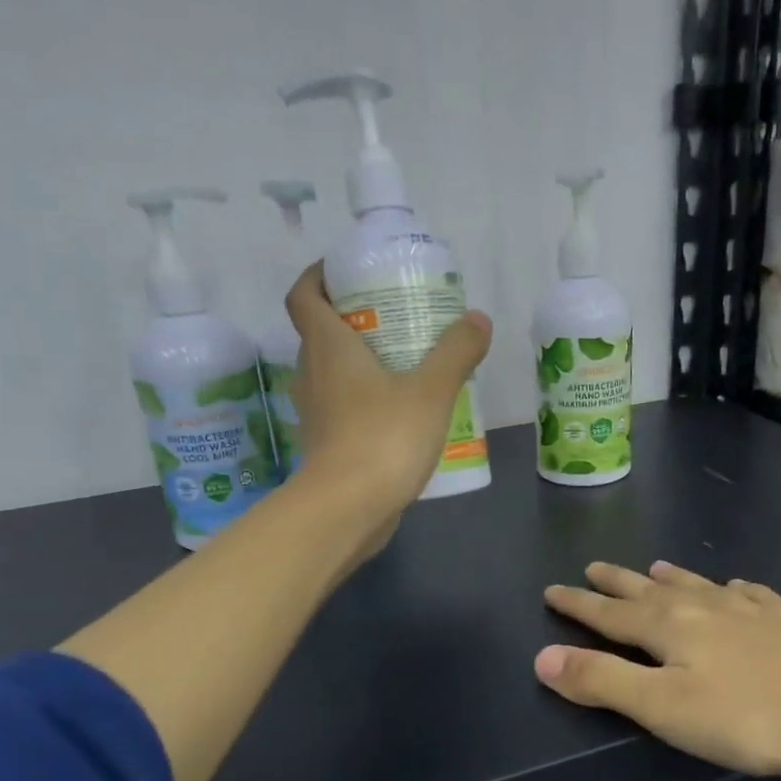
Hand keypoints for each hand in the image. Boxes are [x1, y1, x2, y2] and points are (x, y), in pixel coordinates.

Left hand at [284, 262, 491, 533]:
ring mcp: (316, 413)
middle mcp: (312, 374)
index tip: (348, 272)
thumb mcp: (431, 390)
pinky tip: (403, 413)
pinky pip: (344, 409)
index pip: (304, 295)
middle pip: (321, 333)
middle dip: (353, 319)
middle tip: (395, 317)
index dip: (319, 277)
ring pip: (333, 374)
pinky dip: (366, 401)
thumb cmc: (383, 438)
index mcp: (327, 347)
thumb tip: (477, 319)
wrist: (347, 509)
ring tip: (406, 364)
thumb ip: (456, 352)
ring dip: (361, 363)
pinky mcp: (327, 446)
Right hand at [536, 561, 780, 780]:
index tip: (552, 590)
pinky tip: (742, 589)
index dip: (578, 605)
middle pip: (651, 591)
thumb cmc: (749, 718)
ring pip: (702, 585)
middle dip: (617, 583)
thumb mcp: (664, 709)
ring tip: (656, 568)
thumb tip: (542, 657)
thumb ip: (602, 682)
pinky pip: (755, 595)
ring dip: (673, 577)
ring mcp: (756, 609)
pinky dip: (735, 590)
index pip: (610, 614)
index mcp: (671, 627)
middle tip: (593, 568)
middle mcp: (708, 606)